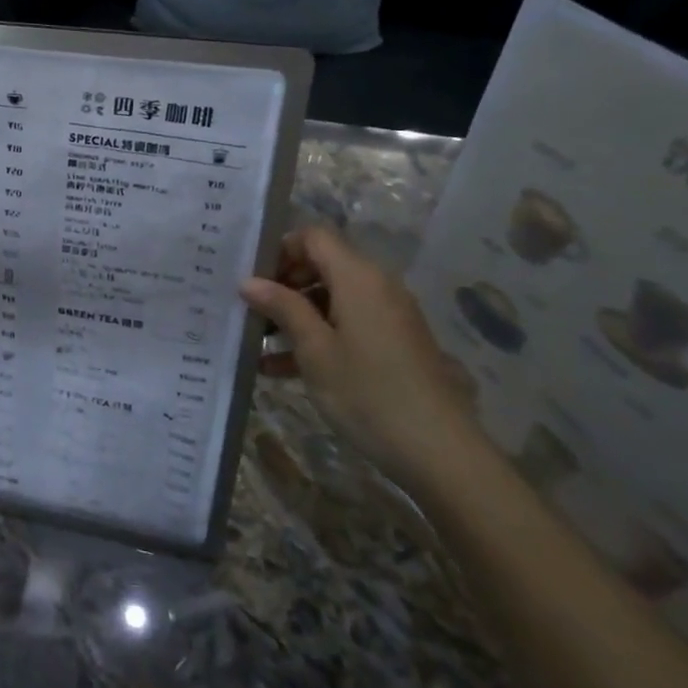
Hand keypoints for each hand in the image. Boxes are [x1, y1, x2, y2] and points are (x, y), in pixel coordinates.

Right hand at [239, 224, 480, 491]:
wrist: (438, 450)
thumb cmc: (367, 392)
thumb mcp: (314, 350)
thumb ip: (282, 308)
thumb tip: (249, 281)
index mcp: (359, 277)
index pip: (314, 237)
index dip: (280, 249)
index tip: (250, 277)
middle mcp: (377, 286)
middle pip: (322, 265)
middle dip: (283, 284)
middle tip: (249, 310)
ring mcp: (388, 316)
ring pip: (331, 298)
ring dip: (295, 315)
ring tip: (256, 342)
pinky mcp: (393, 344)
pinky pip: (347, 324)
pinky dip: (317, 336)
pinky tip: (280, 369)